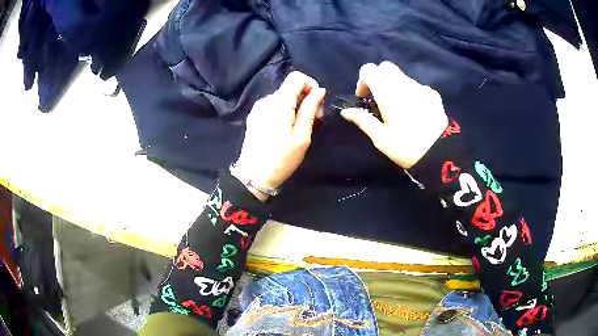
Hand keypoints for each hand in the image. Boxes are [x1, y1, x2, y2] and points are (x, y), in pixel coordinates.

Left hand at [231, 72, 325, 200]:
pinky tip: (286, 130)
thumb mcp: (302, 136)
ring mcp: (258, 108)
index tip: (318, 104)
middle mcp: (266, 100)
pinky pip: (274, 106)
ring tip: (300, 129)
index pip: (296, 77)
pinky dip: (285, 111)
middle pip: (290, 87)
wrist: (253, 177)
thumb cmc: (281, 159)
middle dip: (306, 98)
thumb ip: (310, 109)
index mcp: (279, 102)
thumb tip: (320, 90)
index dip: (311, 85)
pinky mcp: (254, 117)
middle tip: (315, 120)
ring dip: (296, 106)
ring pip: (283, 97)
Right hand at [341, 62, 448, 168]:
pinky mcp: (433, 94)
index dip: (363, 80)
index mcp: (387, 92)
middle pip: (385, 67)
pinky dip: (410, 92)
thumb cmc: (406, 147)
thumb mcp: (381, 138)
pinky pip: (417, 86)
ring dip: (394, 85)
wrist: (440, 154)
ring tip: (398, 107)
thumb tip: (346, 111)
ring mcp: (420, 87)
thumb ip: (362, 120)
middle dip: (379, 78)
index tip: (365, 98)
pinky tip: (415, 110)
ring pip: (402, 76)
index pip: (369, 69)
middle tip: (379, 98)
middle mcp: (403, 84)